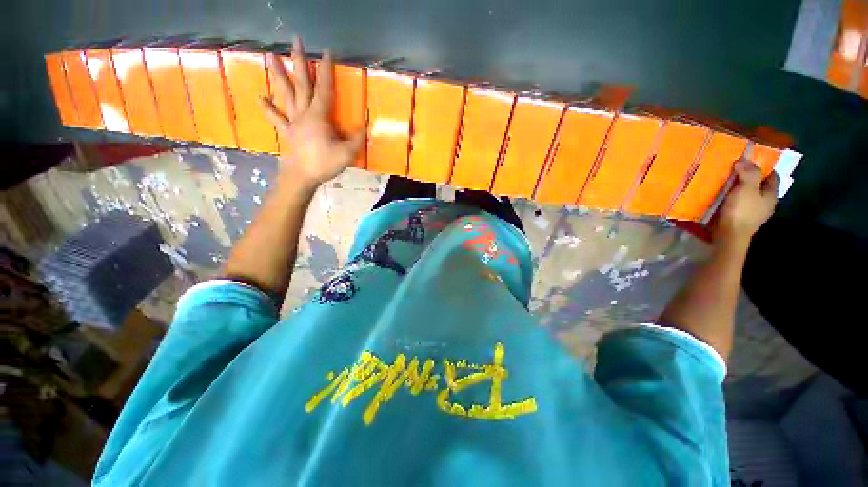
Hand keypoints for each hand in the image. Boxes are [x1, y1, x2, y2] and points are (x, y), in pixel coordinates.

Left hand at [262, 36, 364, 186]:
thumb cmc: (324, 163)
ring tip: (270, 56)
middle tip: (295, 40)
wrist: (302, 176)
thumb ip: (357, 139)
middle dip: (299, 61)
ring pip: (285, 94)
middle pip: (301, 84)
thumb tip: (365, 126)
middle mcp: (304, 113)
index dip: (326, 70)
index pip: (324, 89)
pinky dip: (268, 108)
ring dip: (278, 75)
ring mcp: (293, 121)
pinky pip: (277, 118)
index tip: (327, 51)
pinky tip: (260, 97)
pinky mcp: (287, 132)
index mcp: (319, 116)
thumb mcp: (347, 153)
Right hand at [714, 160, 778, 246]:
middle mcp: (766, 205)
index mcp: (771, 195)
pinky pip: (741, 205)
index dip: (766, 168)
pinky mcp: (742, 221)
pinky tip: (725, 199)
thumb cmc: (741, 211)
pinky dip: (735, 200)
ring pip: (751, 197)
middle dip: (753, 179)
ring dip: (743, 190)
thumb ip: (749, 173)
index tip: (753, 161)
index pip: (773, 177)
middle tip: (739, 172)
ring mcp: (754, 214)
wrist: (730, 235)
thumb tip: (745, 160)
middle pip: (762, 188)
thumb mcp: (746, 188)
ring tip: (729, 185)